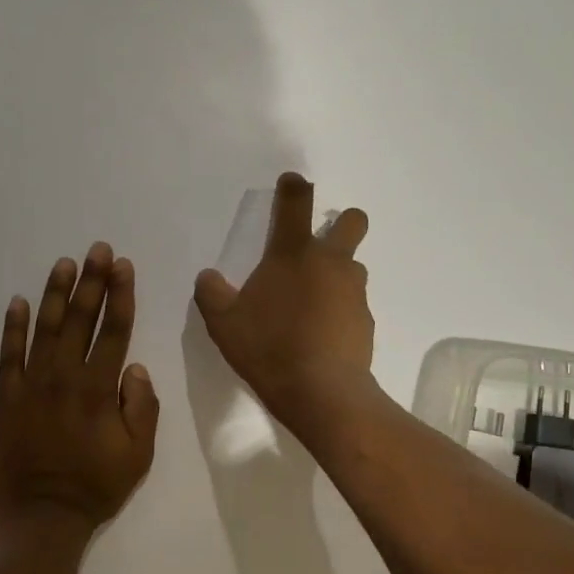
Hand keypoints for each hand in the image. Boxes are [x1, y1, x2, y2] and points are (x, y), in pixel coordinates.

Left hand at [0, 243, 159, 541]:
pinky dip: (12, 327)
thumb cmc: (95, 487)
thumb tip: (134, 367)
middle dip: (92, 281)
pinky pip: (8, 355)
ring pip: (45, 328)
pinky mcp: (5, 398)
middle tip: (98, 249)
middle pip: (81, 320)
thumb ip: (142, 406)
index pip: (114, 330)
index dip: (120, 295)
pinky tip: (17, 302)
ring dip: (56, 294)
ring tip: (65, 264)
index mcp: (99, 389)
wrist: (40, 519)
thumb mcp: (139, 454)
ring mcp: (30, 385)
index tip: (123, 266)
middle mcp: (64, 377)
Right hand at [194, 172, 374, 435]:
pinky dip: (340, 311)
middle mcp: (330, 263)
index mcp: (293, 254)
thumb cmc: (268, 348)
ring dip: (337, 274)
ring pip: (353, 267)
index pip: (296, 203)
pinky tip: (322, 336)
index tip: (292, 182)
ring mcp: (353, 291)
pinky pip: (353, 305)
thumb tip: (207, 277)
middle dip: (342, 222)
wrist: (321, 392)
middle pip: (352, 222)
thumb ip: (212, 294)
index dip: (294, 186)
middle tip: (322, 244)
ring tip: (312, 304)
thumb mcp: (223, 323)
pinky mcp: (366, 321)